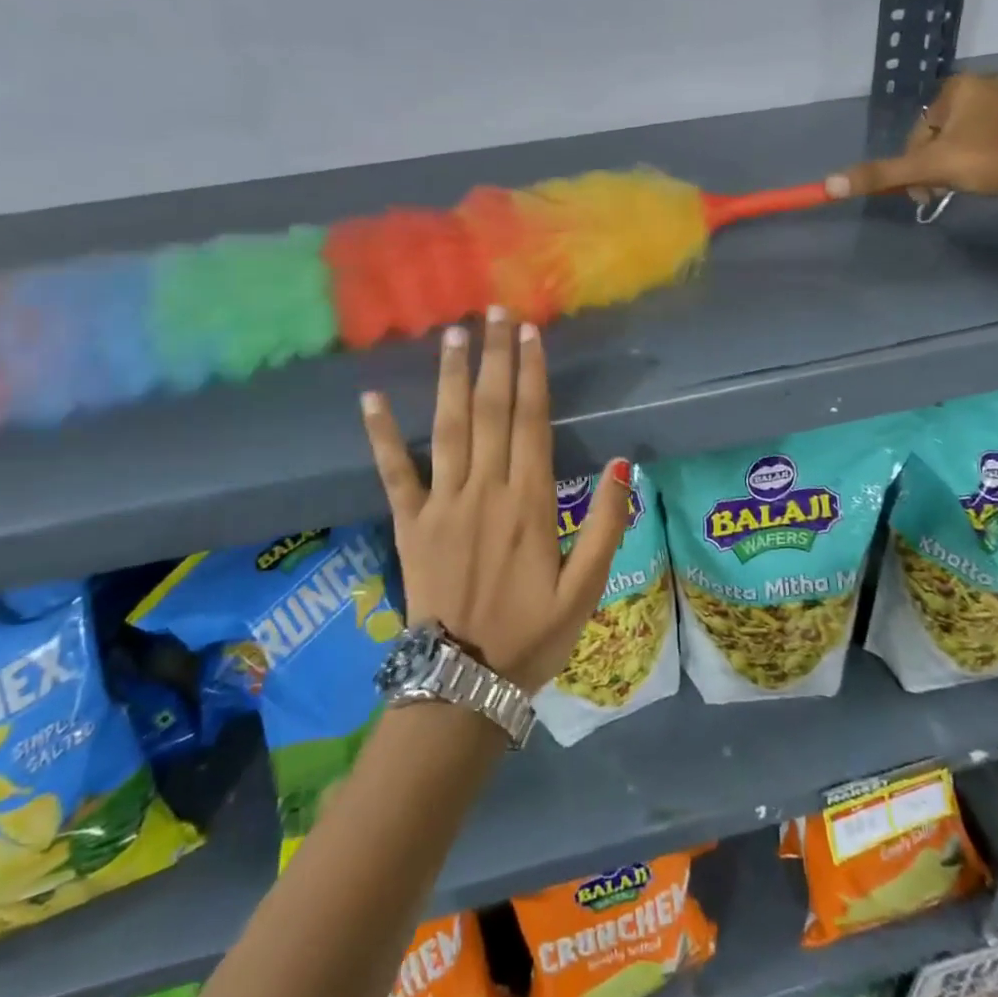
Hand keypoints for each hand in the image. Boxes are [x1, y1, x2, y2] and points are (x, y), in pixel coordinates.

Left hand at [358, 309, 631, 692]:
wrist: (463, 684)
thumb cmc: (532, 637)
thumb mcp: (587, 590)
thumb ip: (608, 525)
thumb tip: (625, 464)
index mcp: (530, 504)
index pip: (531, 422)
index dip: (531, 374)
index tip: (529, 333)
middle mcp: (485, 490)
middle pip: (491, 411)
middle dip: (494, 358)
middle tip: (494, 312)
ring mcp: (442, 504)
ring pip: (448, 428)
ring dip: (450, 378)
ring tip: (453, 335)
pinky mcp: (410, 523)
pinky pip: (394, 473)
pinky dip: (382, 435)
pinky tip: (372, 398)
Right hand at [823, 73, 997, 202]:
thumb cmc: (988, 160)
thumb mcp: (928, 169)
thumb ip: (881, 174)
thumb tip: (828, 184)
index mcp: (961, 87)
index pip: (922, 129)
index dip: (916, 162)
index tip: (923, 190)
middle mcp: (993, 81)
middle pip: (951, 129)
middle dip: (944, 160)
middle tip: (947, 190)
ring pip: (984, 130)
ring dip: (973, 155)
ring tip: (979, 183)